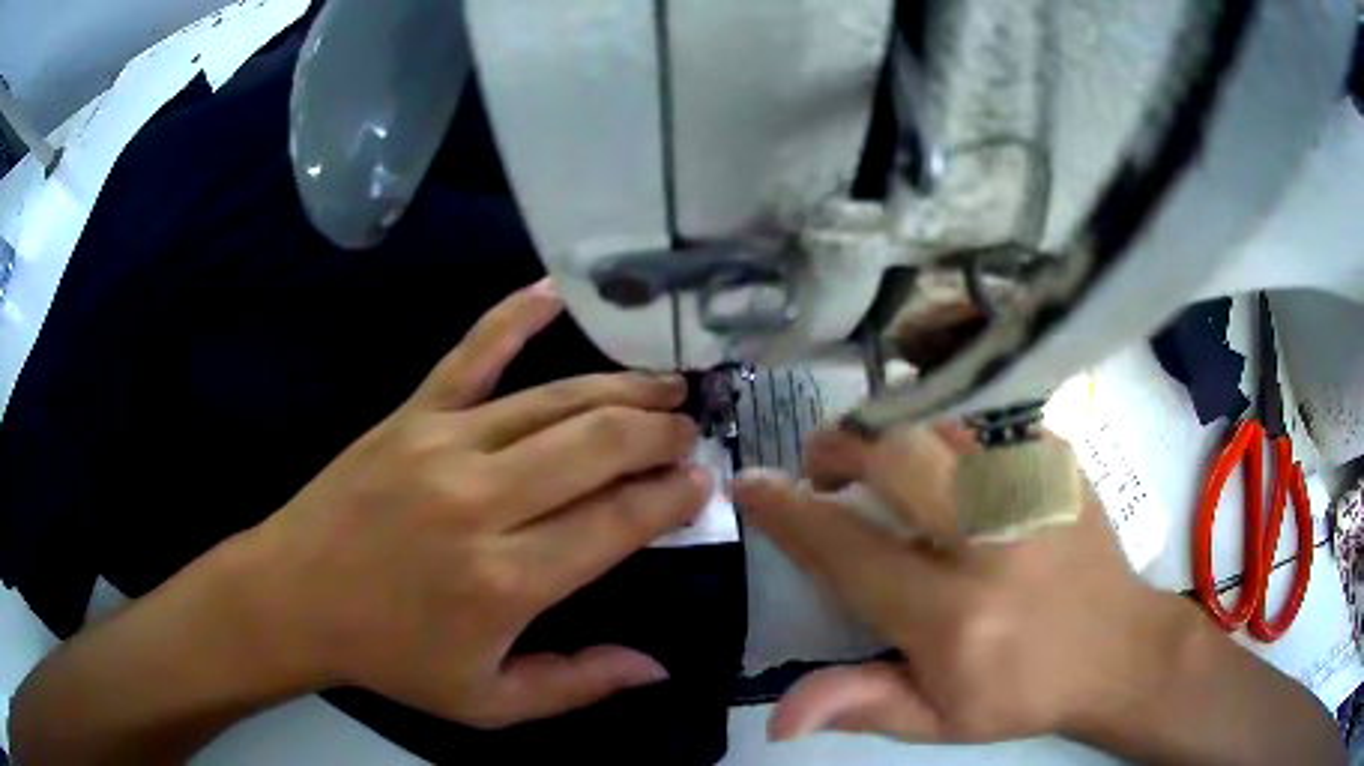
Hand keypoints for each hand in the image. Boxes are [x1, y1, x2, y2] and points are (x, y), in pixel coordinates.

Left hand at [253, 279, 711, 728]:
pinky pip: (470, 353)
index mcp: (507, 581)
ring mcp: (443, 444)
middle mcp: (482, 501)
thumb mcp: (489, 702)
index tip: (702, 483)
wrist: (294, 596)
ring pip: (553, 399)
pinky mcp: (410, 414)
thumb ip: (577, 685)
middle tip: (689, 431)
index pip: (617, 522)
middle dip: (658, 433)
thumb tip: (657, 665)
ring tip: (664, 384)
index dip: (671, 497)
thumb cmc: (392, 657)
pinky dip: (513, 317)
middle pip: (597, 446)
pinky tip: (553, 291)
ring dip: (620, 387)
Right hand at [734, 425, 1185, 743]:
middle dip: (839, 446)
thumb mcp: (939, 720)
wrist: (1119, 648)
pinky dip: (942, 424)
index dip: (790, 514)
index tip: (752, 485)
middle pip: (895, 454)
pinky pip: (983, 417)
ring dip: (889, 429)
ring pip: (938, 420)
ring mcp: (1032, 489)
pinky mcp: (1058, 461)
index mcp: (952, 617)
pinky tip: (938, 453)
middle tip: (823, 467)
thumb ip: (862, 705)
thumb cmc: (1024, 693)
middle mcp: (990, 541)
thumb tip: (778, 717)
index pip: (849, 552)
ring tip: (876, 456)